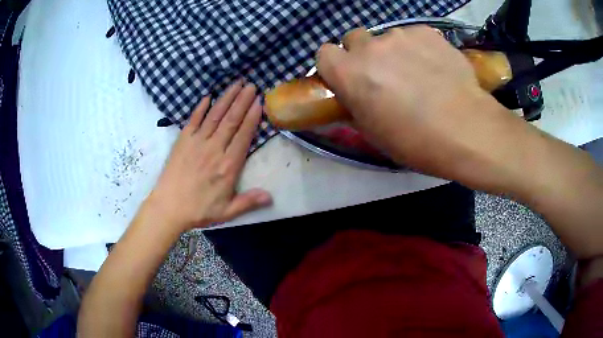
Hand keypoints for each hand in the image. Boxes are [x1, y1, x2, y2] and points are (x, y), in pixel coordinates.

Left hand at [145, 80, 271, 232]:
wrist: (168, 207)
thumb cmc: (199, 210)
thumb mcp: (227, 212)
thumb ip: (248, 202)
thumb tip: (271, 197)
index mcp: (228, 166)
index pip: (243, 135)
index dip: (252, 117)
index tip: (259, 101)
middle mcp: (214, 149)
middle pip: (231, 120)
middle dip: (242, 101)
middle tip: (251, 85)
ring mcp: (197, 142)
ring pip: (215, 116)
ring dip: (226, 99)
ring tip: (236, 84)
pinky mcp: (182, 141)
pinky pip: (193, 120)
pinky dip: (200, 108)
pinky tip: (208, 97)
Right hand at [317, 26, 530, 189]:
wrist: (468, 130)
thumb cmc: (417, 142)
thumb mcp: (374, 133)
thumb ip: (354, 105)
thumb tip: (352, 94)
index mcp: (351, 73)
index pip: (324, 53)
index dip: (335, 65)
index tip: (348, 77)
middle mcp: (371, 47)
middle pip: (354, 38)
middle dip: (363, 53)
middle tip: (384, 74)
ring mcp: (401, 35)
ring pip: (387, 37)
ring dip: (394, 52)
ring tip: (419, 74)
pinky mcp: (427, 32)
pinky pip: (414, 36)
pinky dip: (419, 48)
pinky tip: (436, 68)